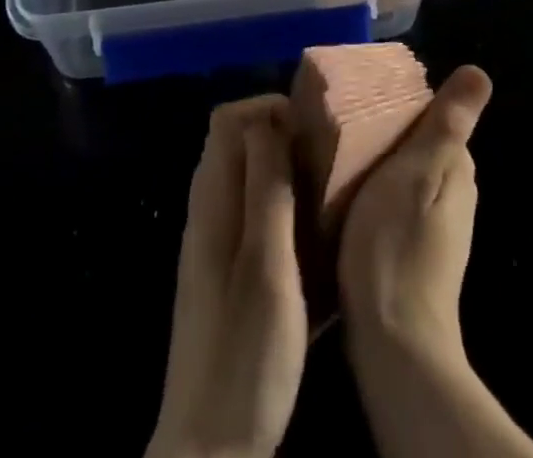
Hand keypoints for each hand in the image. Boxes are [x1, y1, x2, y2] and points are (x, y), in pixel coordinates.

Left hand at [147, 95, 308, 457]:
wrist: (209, 447)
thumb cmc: (245, 353)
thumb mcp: (267, 266)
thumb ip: (266, 190)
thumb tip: (268, 120)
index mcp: (212, 201)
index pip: (227, 119)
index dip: (266, 107)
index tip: (310, 124)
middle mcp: (206, 211)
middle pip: (235, 143)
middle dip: (278, 132)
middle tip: (325, 149)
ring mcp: (213, 243)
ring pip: (245, 177)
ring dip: (282, 167)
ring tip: (326, 181)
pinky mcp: (225, 272)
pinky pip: (251, 211)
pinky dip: (279, 203)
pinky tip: (311, 230)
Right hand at [337, 66, 493, 364]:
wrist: (393, 341)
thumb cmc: (398, 242)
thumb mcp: (419, 170)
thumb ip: (447, 123)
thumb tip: (480, 72)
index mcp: (458, 169)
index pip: (430, 115)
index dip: (397, 103)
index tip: (359, 98)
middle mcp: (454, 194)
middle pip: (415, 144)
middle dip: (382, 131)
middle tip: (338, 125)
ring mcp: (434, 227)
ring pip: (401, 173)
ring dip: (373, 162)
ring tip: (332, 156)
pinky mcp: (411, 250)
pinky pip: (391, 202)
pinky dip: (371, 191)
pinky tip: (343, 198)